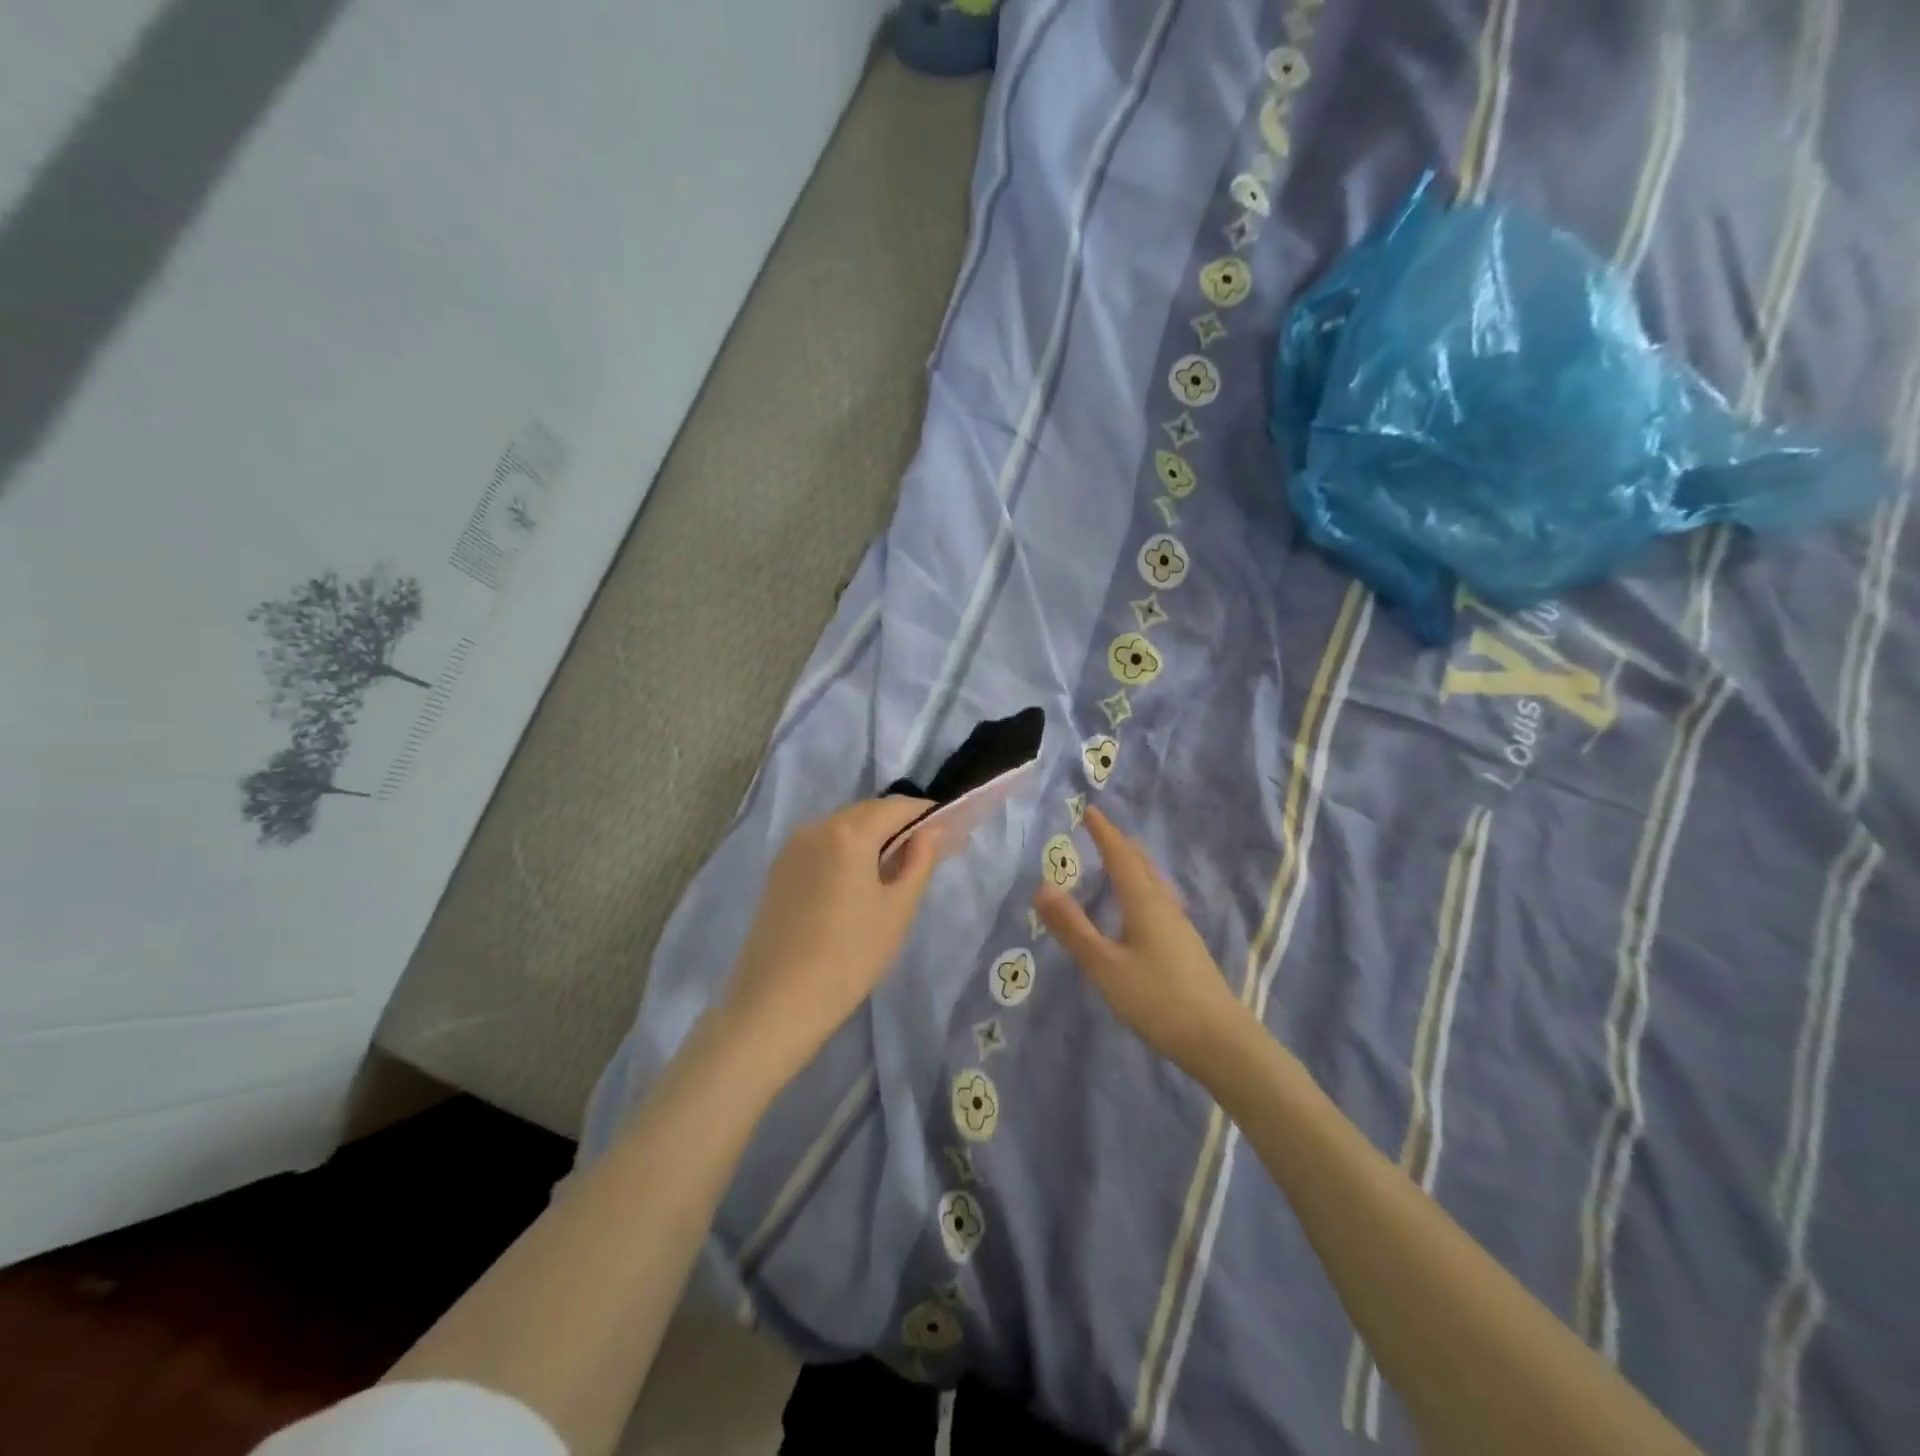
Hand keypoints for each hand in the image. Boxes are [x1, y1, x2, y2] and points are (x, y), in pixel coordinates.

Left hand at [719, 796, 938, 1083]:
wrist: (776, 1003)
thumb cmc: (849, 957)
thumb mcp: (897, 911)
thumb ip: (919, 862)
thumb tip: (932, 831)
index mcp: (849, 833)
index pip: (897, 807)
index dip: (926, 815)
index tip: (948, 834)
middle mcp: (817, 828)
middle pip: (868, 812)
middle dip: (899, 824)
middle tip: (925, 853)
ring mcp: (792, 848)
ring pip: (843, 827)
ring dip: (872, 837)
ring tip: (893, 870)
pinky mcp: (779, 870)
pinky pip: (822, 845)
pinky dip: (846, 851)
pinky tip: (856, 882)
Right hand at [1034, 806, 1248, 1073]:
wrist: (1219, 1041)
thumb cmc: (1158, 999)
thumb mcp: (1105, 966)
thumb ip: (1073, 928)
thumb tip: (1042, 886)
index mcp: (1144, 902)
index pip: (1121, 856)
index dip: (1104, 833)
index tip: (1089, 810)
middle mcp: (1164, 906)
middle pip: (1142, 864)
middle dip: (1120, 844)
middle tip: (1100, 832)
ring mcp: (1179, 927)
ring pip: (1153, 882)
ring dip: (1133, 865)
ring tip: (1116, 863)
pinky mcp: (1185, 947)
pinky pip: (1158, 901)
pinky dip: (1140, 888)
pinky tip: (1137, 910)